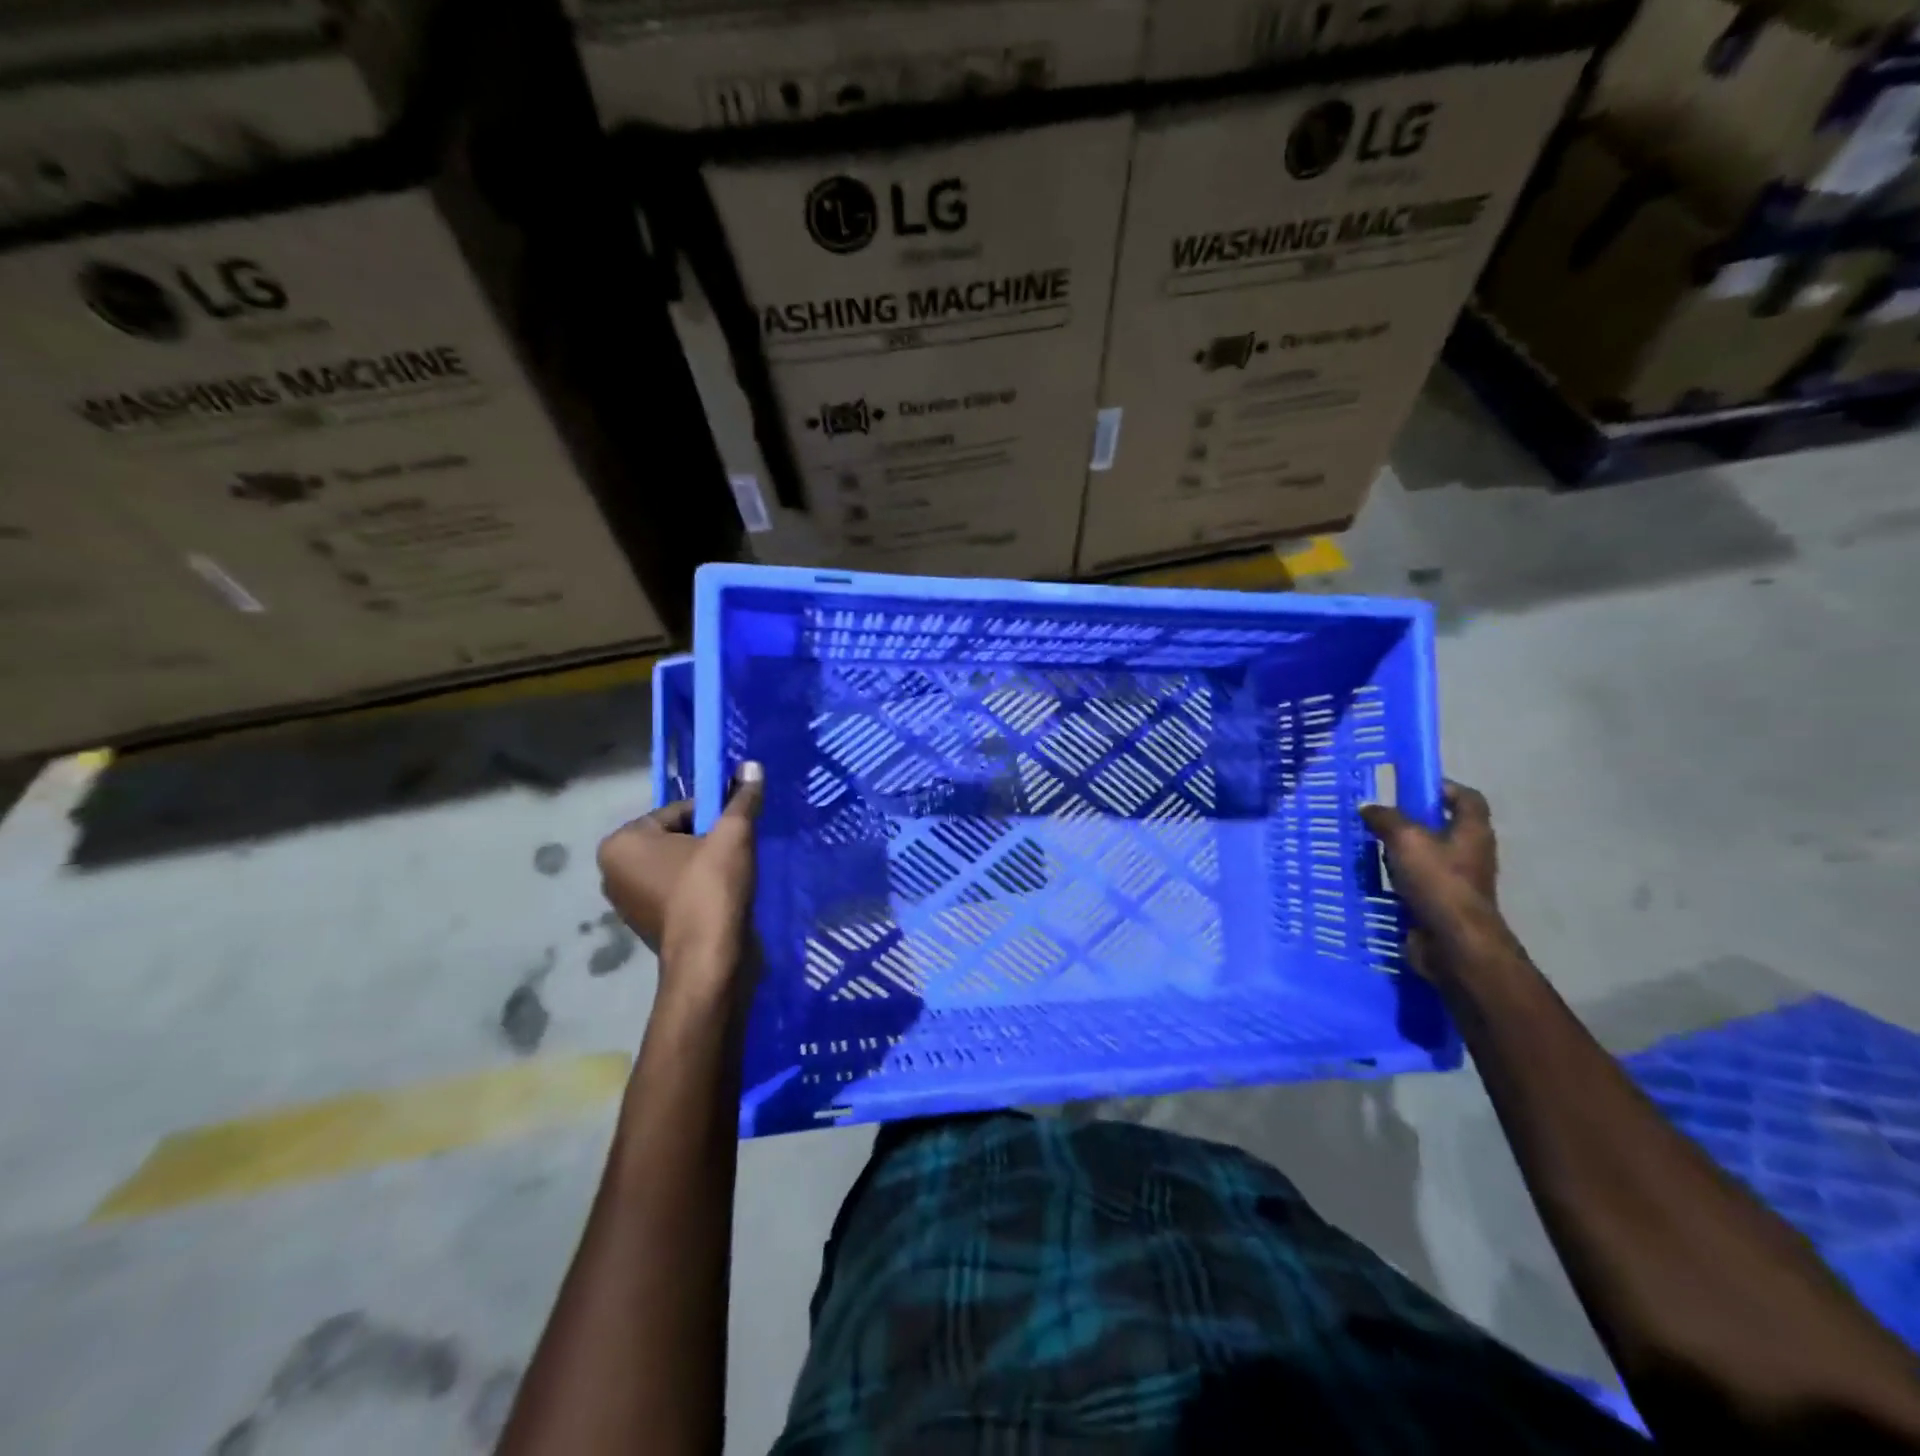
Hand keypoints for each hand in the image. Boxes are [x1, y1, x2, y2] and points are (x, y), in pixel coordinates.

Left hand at [597, 763, 763, 1006]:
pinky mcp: (646, 924)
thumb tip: (752, 765)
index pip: (679, 811)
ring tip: (732, 877)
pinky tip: (722, 897)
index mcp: (622, 842)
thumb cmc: (711, 889)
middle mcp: (613, 870)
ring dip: (705, 865)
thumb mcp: (733, 835)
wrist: (710, 961)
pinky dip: (698, 889)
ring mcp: (627, 901)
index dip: (714, 816)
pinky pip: (676, 891)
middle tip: (736, 854)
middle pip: (676, 837)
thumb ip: (742, 799)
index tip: (736, 831)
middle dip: (707, 841)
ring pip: (678, 865)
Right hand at [1361, 781, 1501, 976]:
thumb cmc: (1438, 882)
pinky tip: (1373, 875)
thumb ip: (1386, 818)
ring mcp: (1457, 880)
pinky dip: (1397, 876)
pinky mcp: (1441, 903)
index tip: (1411, 786)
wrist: (1453, 942)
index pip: (1467, 798)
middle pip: (1444, 826)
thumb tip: (1368, 807)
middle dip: (1413, 820)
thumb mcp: (1405, 839)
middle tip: (1379, 815)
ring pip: (1427, 855)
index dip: (1443, 787)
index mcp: (1472, 831)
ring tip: (1369, 844)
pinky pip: (1417, 881)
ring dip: (1401, 849)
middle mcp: (1470, 853)